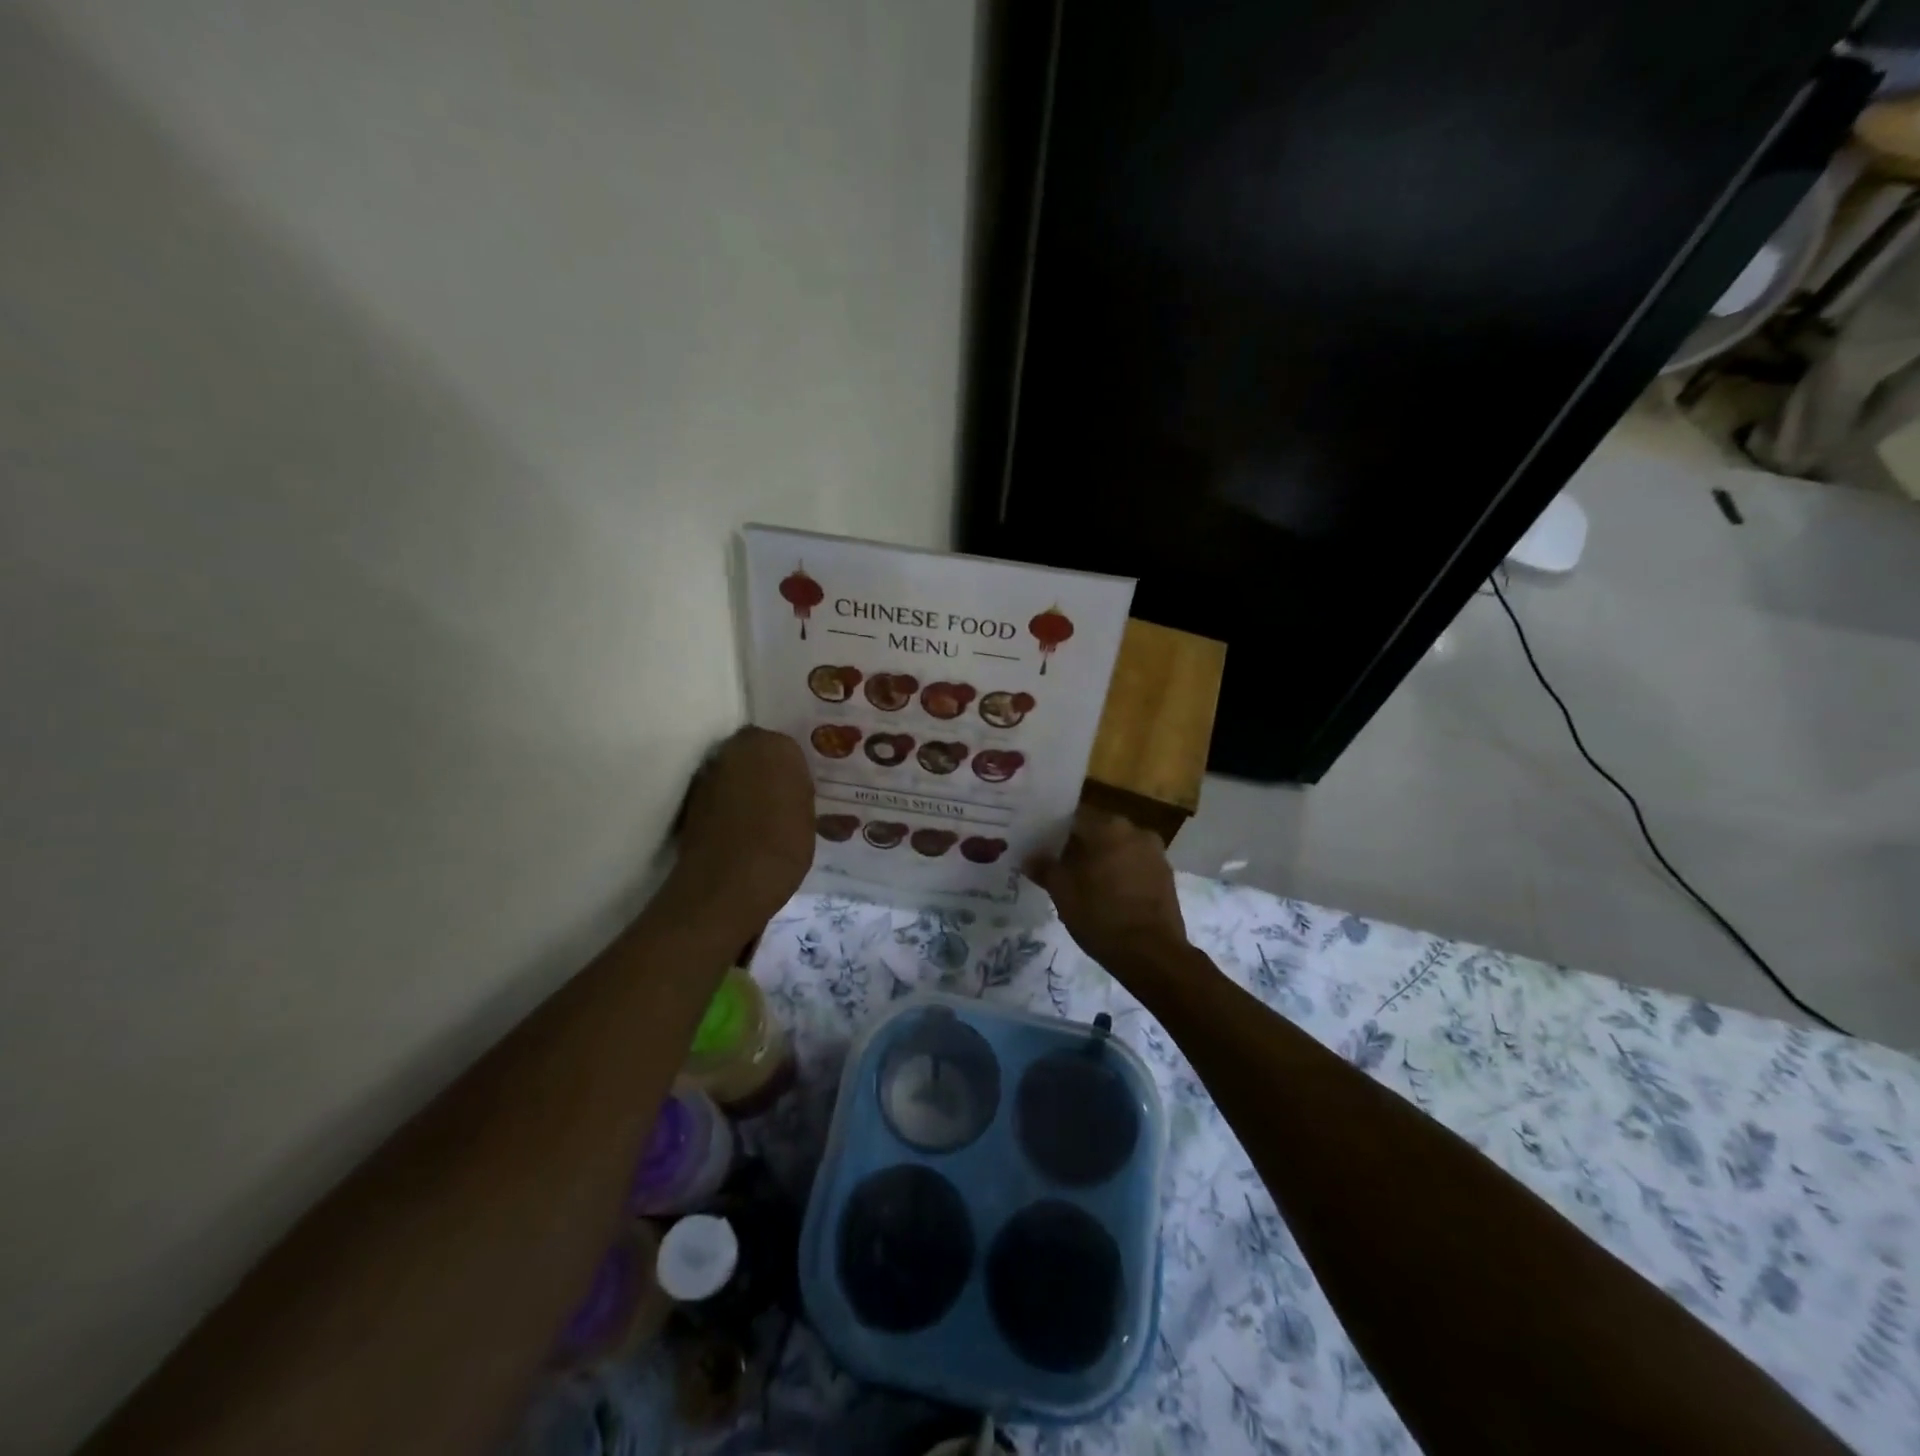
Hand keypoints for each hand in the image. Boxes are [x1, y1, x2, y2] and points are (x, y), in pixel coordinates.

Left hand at [667, 727, 813, 938]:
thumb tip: (796, 789)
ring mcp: (709, 774)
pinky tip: (742, 831)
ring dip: (745, 787)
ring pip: (734, 773)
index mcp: (776, 746)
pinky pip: (718, 796)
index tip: (801, 789)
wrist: (728, 885)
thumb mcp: (810, 819)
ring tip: (763, 819)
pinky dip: (728, 807)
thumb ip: (801, 794)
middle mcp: (737, 749)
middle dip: (765, 770)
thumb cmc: (783, 846)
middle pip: (755, 753)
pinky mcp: (690, 801)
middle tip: (783, 799)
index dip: (793, 768)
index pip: (787, 746)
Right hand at [1025, 808, 1188, 973]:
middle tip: (1061, 867)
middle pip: (1099, 832)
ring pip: (1119, 849)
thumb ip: (1045, 868)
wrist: (1151, 954)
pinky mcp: (1167, 876)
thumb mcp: (1062, 892)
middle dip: (1081, 847)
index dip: (1055, 833)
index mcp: (1108, 827)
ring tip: (1085, 884)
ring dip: (1103, 861)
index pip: (1074, 818)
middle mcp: (1135, 831)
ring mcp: (1155, 853)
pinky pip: (1136, 866)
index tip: (1043, 849)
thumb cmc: (1100, 915)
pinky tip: (1109, 895)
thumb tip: (1030, 858)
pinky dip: (1122, 875)